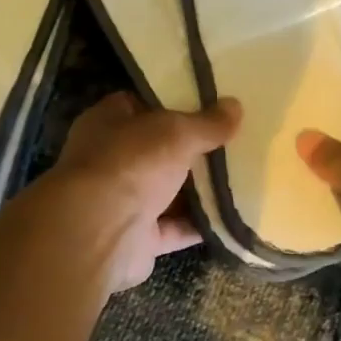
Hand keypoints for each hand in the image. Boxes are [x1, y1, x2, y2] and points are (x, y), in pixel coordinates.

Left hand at [53, 91, 240, 292]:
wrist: (98, 234)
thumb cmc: (131, 163)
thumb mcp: (176, 132)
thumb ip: (206, 123)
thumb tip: (235, 106)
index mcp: (108, 122)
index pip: (141, 104)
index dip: (173, 102)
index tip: (210, 102)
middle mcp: (111, 160)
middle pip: (159, 149)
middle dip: (193, 148)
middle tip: (234, 139)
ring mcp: (123, 201)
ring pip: (168, 190)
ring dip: (201, 189)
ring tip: (242, 175)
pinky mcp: (138, 238)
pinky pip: (176, 228)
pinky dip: (201, 224)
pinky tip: (234, 216)